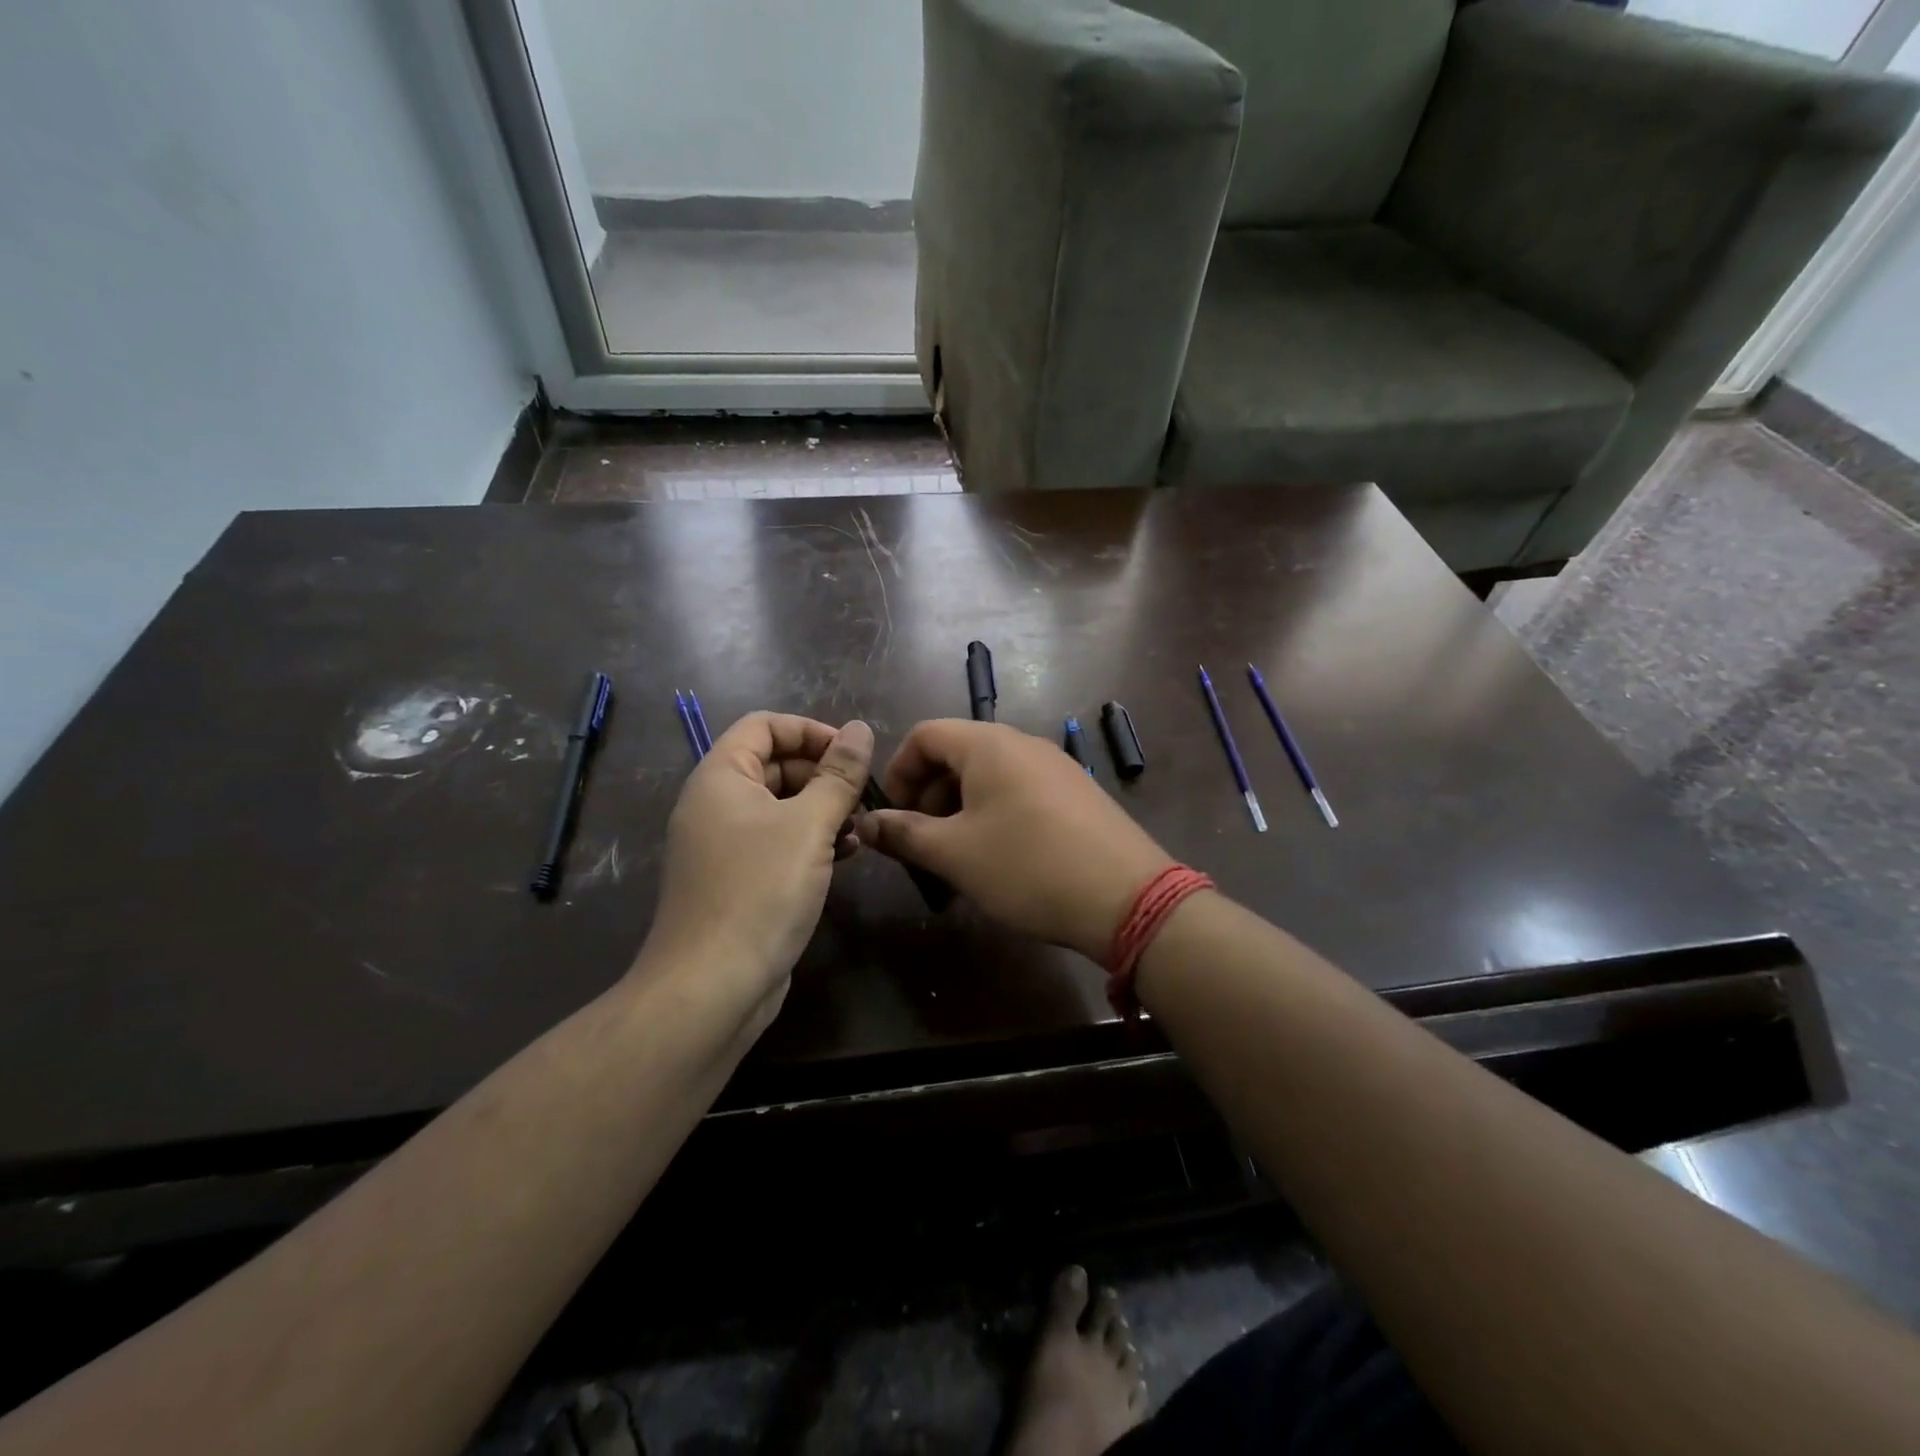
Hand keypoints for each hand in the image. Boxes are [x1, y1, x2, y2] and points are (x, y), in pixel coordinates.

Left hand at [642, 712, 871, 1018]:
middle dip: (823, 773)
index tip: (853, 753)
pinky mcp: (739, 880)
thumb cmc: (760, 892)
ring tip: (861, 826)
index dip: (810, 730)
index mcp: (721, 778)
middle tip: (864, 794)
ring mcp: (726, 845)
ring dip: (823, 808)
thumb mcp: (809, 825)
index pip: (764, 726)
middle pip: (775, 765)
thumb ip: (839, 774)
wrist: (712, 987)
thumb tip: (862, 728)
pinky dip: (811, 840)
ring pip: (781, 806)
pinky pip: (778, 842)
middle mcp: (717, 804)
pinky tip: (845, 855)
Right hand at [856, 720, 1172, 961]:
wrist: (1126, 898)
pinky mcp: (1077, 793)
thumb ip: (904, 834)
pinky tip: (999, 856)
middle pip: (957, 752)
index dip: (898, 770)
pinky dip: (994, 813)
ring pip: (989, 774)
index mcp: (989, 744)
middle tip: (922, 840)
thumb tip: (867, 823)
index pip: (925, 734)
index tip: (892, 814)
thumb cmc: (1027, 867)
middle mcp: (1023, 743)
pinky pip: (1019, 790)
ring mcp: (1055, 767)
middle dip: (928, 792)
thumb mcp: (955, 854)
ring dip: (960, 806)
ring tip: (957, 854)